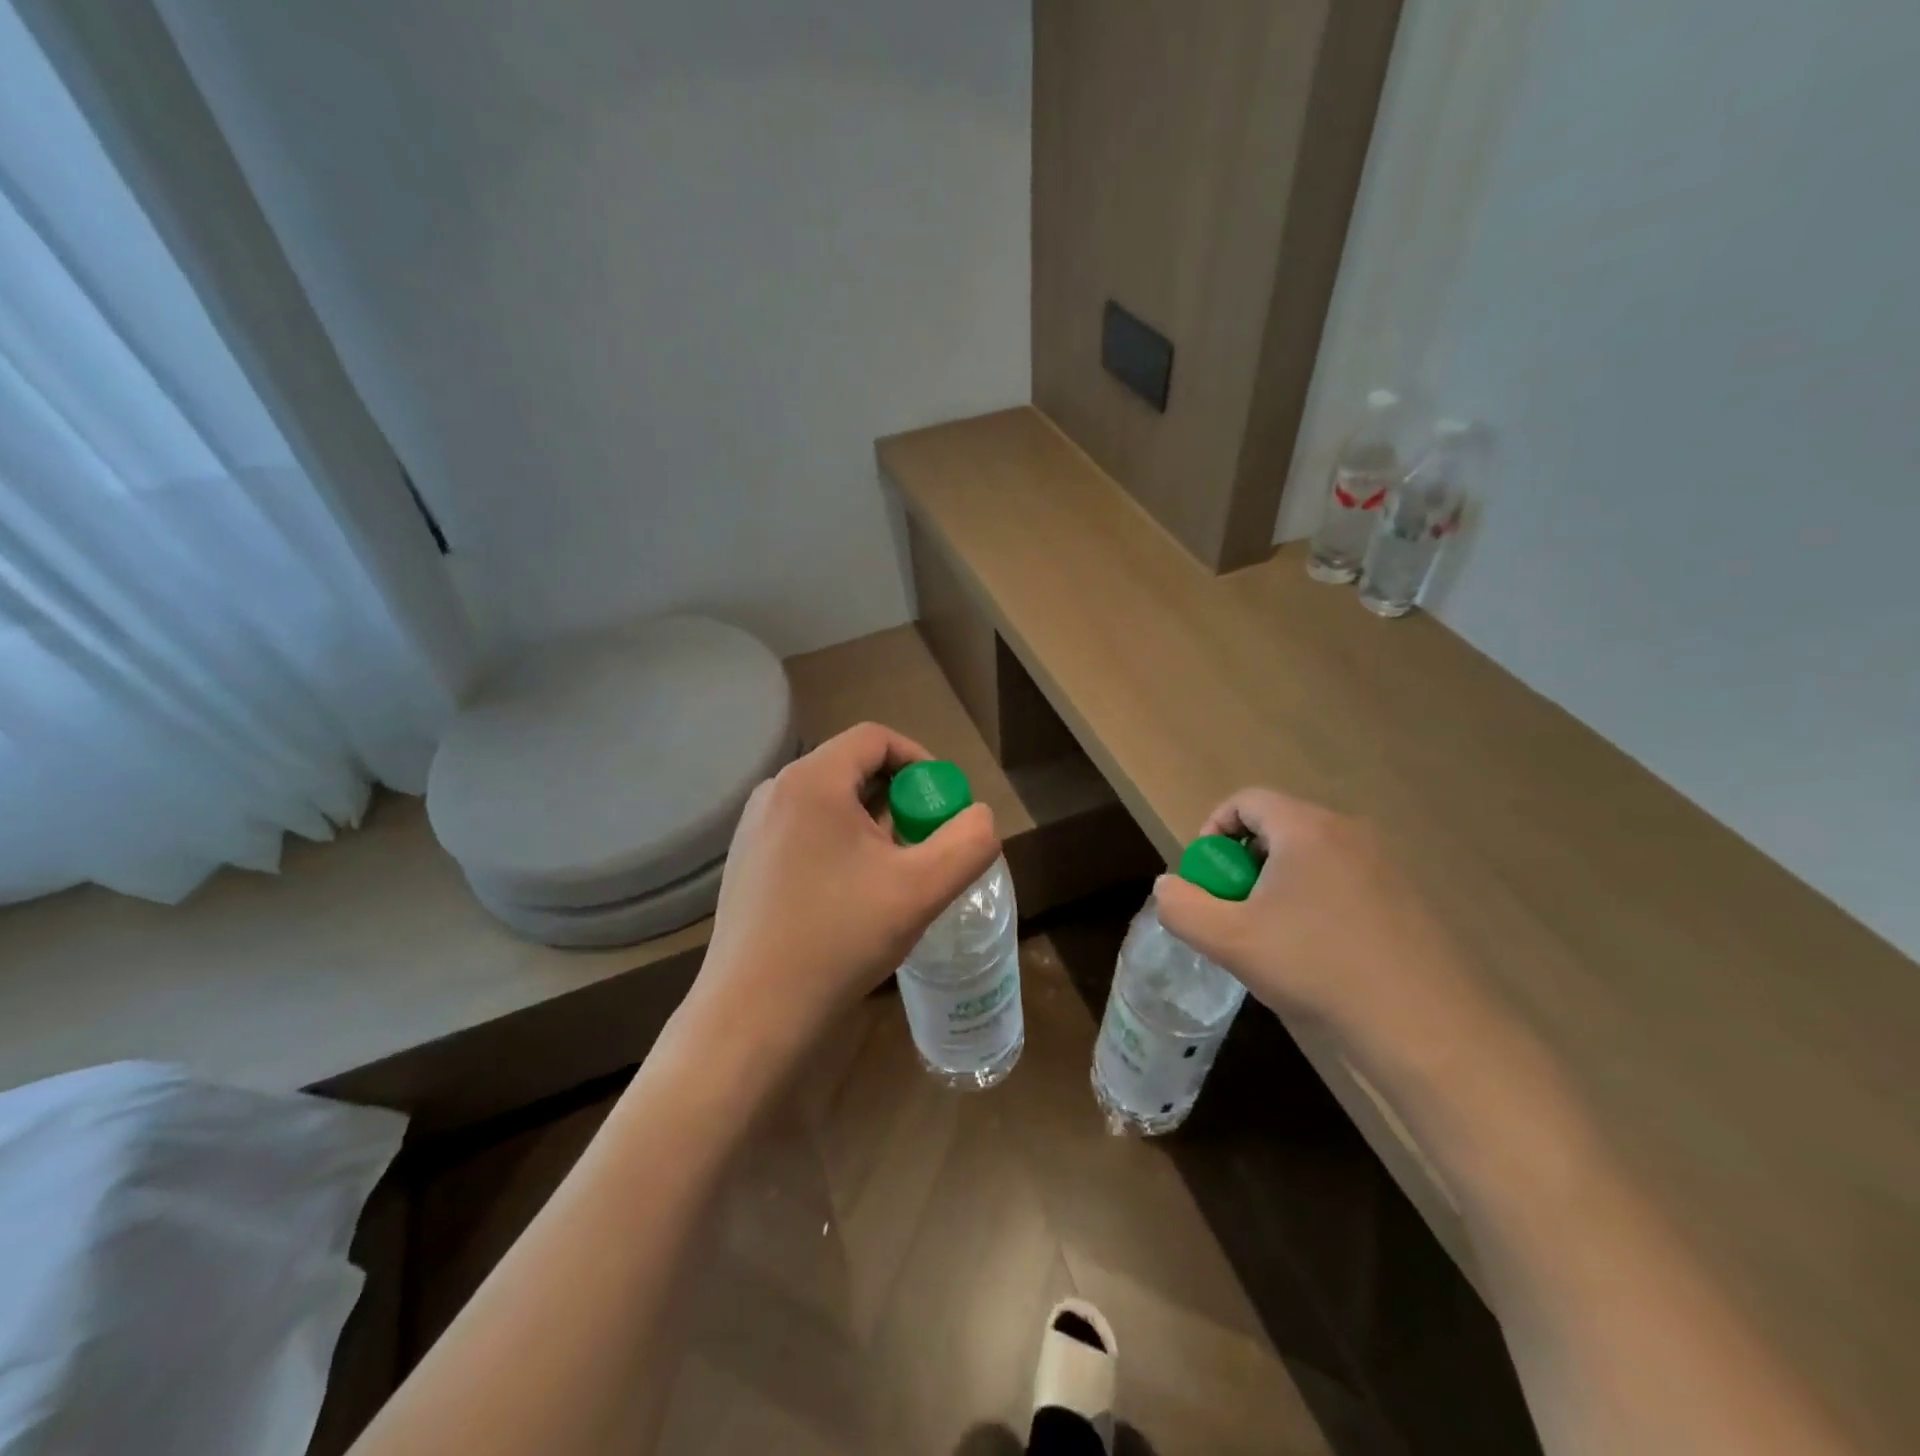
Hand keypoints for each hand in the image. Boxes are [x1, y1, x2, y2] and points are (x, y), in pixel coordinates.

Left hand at [690, 722, 999, 1061]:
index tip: (942, 805)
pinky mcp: (747, 864)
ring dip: (871, 826)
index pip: (875, 738)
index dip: (920, 761)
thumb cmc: (839, 939)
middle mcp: (775, 792)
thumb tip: (979, 816)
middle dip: (899, 799)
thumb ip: (968, 843)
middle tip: (924, 844)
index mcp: (812, 781)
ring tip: (893, 875)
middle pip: (852, 769)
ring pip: (830, 804)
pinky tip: (852, 898)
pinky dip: (840, 847)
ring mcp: (754, 829)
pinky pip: (806, 833)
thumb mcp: (921, 889)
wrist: (754, 1015)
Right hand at [1152, 789, 1488, 1069]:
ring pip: (1311, 856)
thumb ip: (1182, 907)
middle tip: (1234, 910)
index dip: (1213, 830)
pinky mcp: (1408, 897)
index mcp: (1306, 828)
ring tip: (1273, 937)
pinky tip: (1318, 953)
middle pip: (1278, 827)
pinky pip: (1343, 880)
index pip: (1246, 801)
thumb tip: (1168, 887)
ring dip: (1279, 884)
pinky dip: (1316, 900)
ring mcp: (1385, 863)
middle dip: (1244, 863)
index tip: (1207, 877)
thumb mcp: (1228, 941)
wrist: (1425, 1026)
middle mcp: (1349, 832)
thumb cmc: (1316, 968)